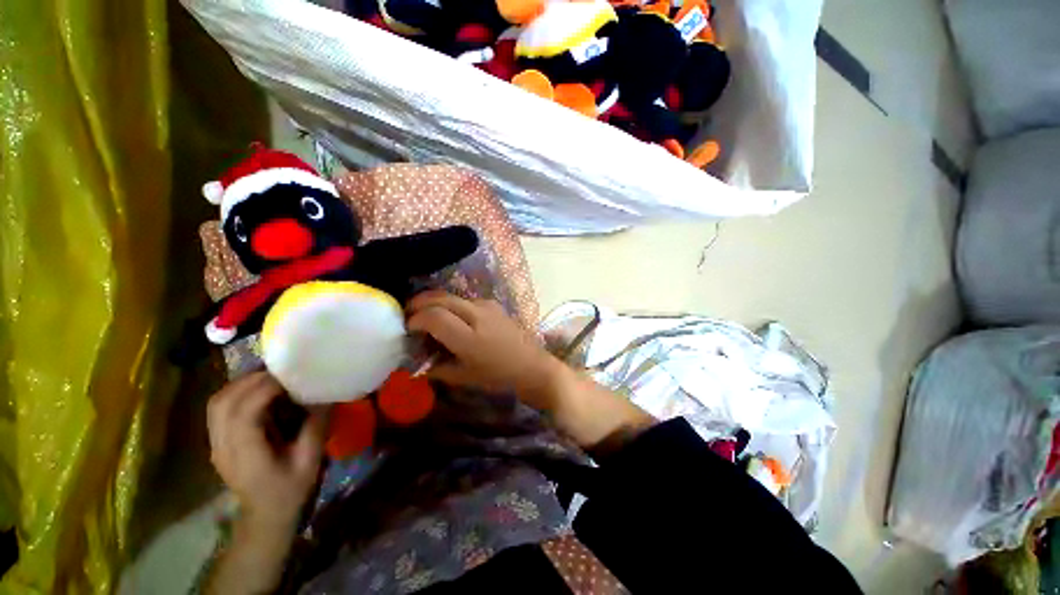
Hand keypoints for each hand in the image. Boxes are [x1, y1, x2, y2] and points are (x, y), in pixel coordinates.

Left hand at [206, 372, 326, 533]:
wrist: (265, 517)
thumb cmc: (290, 490)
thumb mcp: (310, 460)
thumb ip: (316, 426)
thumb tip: (326, 395)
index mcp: (246, 454)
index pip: (244, 412)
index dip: (265, 388)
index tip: (292, 377)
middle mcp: (223, 446)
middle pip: (223, 402)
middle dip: (252, 380)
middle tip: (283, 372)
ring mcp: (215, 444)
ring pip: (217, 403)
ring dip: (242, 384)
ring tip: (271, 377)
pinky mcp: (217, 441)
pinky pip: (219, 409)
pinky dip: (236, 393)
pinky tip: (258, 392)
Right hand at [407, 291, 655, 453]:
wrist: (533, 366)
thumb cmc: (499, 377)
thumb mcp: (465, 377)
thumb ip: (438, 368)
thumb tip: (417, 365)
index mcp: (468, 336)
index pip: (433, 316)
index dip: (415, 319)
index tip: (407, 327)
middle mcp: (477, 314)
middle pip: (441, 298)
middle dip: (420, 303)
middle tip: (408, 313)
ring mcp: (488, 307)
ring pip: (453, 296)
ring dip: (436, 301)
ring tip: (427, 314)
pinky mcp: (495, 305)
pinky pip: (467, 300)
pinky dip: (452, 304)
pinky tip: (451, 316)